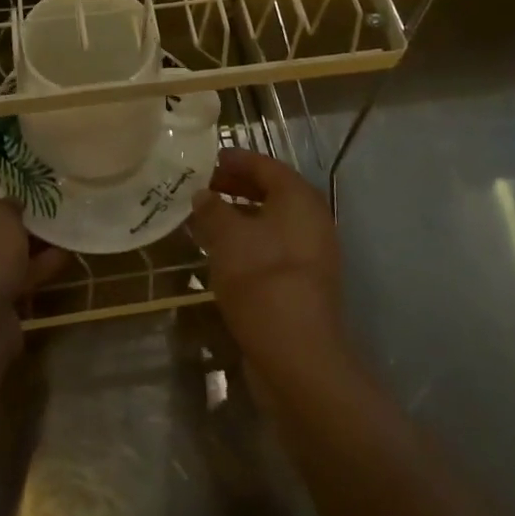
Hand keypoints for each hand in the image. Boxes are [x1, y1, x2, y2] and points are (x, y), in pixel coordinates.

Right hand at [188, 148, 344, 362]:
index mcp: (298, 197)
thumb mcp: (226, 237)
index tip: (207, 160)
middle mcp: (312, 219)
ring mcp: (312, 253)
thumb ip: (211, 209)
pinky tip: (222, 254)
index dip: (235, 159)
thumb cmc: (261, 279)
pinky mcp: (304, 283)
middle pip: (271, 192)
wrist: (298, 356)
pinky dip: (249, 242)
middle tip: (202, 188)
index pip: (265, 165)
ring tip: (205, 220)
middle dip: (236, 187)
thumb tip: (203, 195)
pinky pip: (273, 248)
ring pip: (271, 222)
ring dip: (239, 217)